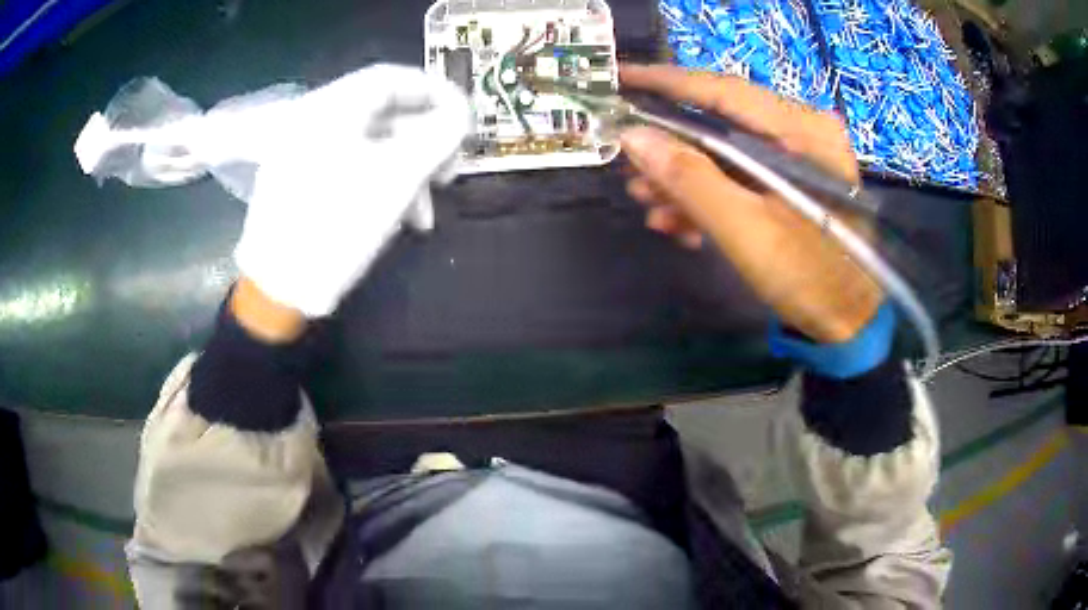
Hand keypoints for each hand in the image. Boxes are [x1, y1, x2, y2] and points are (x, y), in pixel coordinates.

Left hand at [234, 64, 470, 319]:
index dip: (436, 93)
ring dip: (405, 173)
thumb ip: (439, 136)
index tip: (466, 120)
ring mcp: (302, 154)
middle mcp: (313, 122)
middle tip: (448, 174)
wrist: (279, 290)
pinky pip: (349, 169)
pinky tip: (395, 219)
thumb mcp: (398, 178)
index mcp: (330, 109)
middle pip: (383, 115)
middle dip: (424, 144)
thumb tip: (463, 114)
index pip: (392, 79)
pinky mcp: (300, 183)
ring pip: (370, 147)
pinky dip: (378, 186)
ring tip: (424, 214)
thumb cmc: (337, 226)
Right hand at [619, 64, 881, 342]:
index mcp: (803, 132)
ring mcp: (799, 157)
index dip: (666, 82)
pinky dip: (710, 195)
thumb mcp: (746, 230)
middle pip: (722, 121)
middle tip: (629, 166)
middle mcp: (803, 131)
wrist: (848, 323)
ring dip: (686, 178)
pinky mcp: (792, 181)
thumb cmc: (809, 279)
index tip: (619, 76)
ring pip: (727, 151)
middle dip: (672, 147)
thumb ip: (690, 179)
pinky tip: (681, 223)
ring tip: (650, 204)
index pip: (723, 91)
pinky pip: (741, 174)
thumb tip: (633, 137)